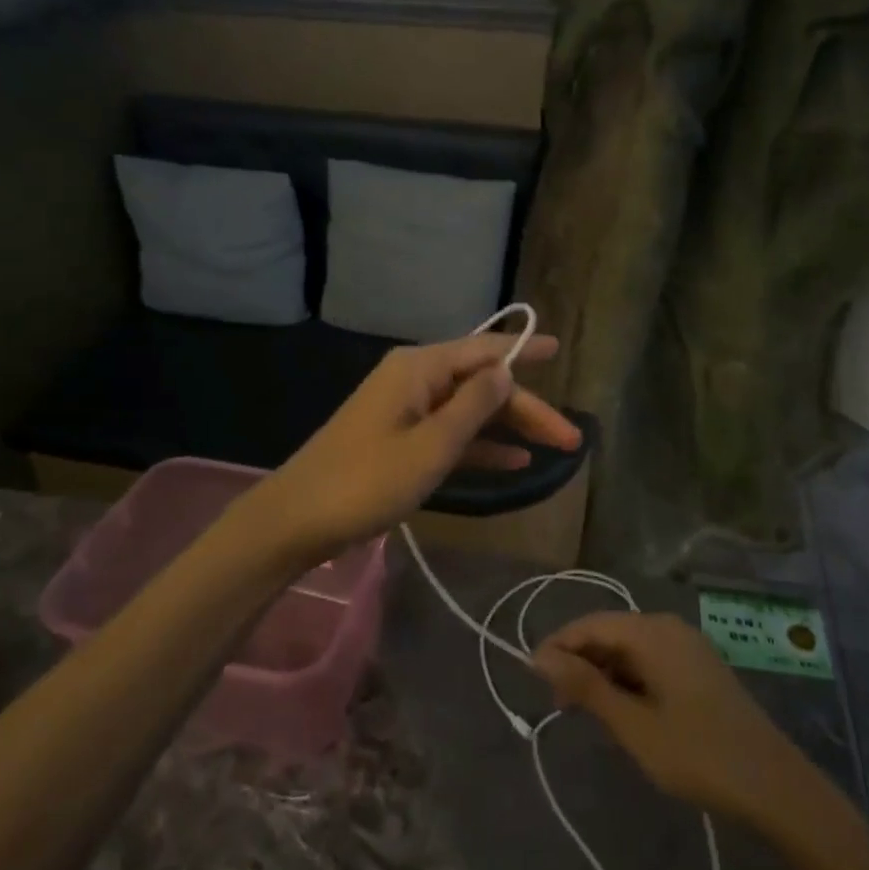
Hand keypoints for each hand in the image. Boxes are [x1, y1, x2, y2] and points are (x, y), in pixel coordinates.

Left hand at [251, 331, 580, 557]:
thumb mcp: (430, 446)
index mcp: (420, 368)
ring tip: (553, 449)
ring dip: (509, 428)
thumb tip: (505, 371)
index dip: (523, 351)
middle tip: (571, 438)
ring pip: (470, 411)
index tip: (558, 348)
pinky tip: (513, 462)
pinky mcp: (400, 439)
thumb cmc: (366, 480)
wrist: (297, 520)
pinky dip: (480, 446)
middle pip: (482, 385)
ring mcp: (406, 410)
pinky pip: (450, 434)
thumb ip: (473, 406)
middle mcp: (415, 380)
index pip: (484, 350)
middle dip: (526, 408)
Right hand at [534, 612, 811, 826]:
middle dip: (580, 662)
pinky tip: (622, 711)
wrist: (774, 785)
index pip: (591, 624)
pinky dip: (628, 680)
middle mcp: (669, 627)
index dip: (559, 645)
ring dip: (603, 674)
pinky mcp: (698, 667)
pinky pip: (650, 660)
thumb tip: (540, 656)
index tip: (531, 676)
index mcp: (653, 632)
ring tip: (585, 713)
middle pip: (611, 633)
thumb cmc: (698, 753)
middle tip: (557, 704)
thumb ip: (586, 687)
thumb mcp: (634, 725)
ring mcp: (687, 646)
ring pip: (630, 648)